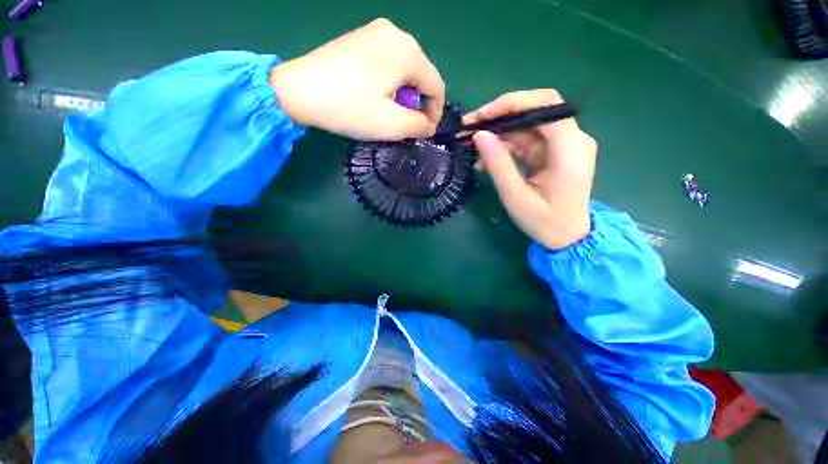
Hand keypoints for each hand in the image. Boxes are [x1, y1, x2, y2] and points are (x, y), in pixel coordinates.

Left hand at [270, 18, 444, 140]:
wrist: (300, 90)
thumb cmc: (351, 108)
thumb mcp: (392, 125)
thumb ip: (419, 126)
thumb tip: (429, 125)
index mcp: (408, 52)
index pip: (436, 85)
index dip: (435, 111)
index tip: (426, 130)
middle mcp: (396, 34)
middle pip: (421, 75)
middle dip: (417, 102)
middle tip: (404, 122)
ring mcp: (376, 31)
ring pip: (405, 68)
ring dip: (403, 93)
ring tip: (387, 109)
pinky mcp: (361, 36)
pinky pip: (388, 61)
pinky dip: (389, 81)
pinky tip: (375, 93)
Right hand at [465, 89, 595, 249]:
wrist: (567, 237)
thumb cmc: (544, 221)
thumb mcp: (515, 196)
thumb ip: (498, 164)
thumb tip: (479, 135)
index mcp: (570, 149)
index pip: (546, 106)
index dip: (511, 104)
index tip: (480, 116)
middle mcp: (572, 140)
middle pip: (536, 111)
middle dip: (501, 116)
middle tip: (470, 127)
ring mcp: (564, 146)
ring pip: (528, 126)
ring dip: (499, 134)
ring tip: (473, 147)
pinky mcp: (554, 153)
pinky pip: (528, 141)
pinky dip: (506, 147)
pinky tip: (487, 160)